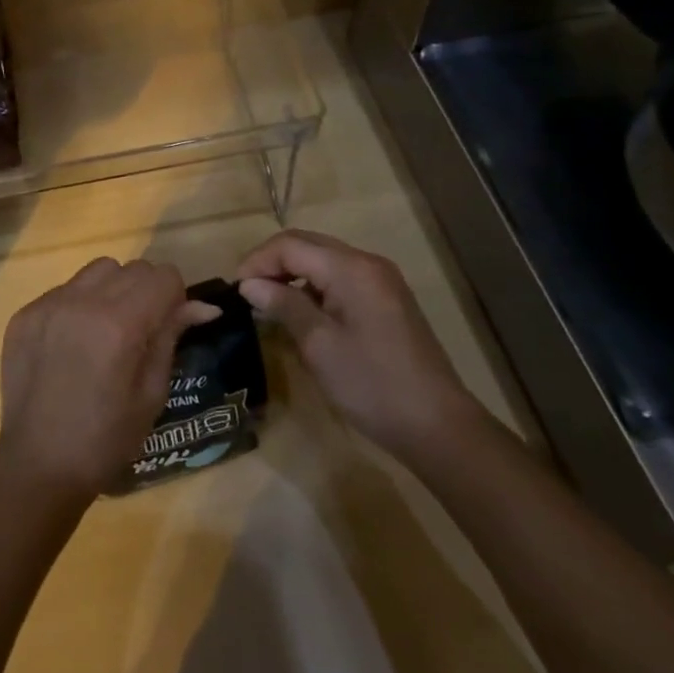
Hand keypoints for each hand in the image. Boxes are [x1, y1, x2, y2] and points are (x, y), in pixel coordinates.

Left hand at [0, 257, 220, 504]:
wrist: (38, 464)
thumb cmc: (106, 439)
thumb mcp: (152, 393)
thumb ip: (171, 337)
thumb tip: (202, 306)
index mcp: (119, 323)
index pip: (163, 277)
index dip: (176, 297)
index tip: (171, 324)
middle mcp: (82, 301)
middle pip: (133, 268)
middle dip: (147, 292)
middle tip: (142, 331)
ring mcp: (49, 304)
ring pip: (97, 270)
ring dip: (113, 289)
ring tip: (107, 330)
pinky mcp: (25, 313)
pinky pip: (65, 289)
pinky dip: (79, 304)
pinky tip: (74, 342)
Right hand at [237, 230, 487, 464]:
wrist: (438, 427)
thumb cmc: (372, 384)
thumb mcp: (318, 345)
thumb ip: (283, 305)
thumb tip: (250, 285)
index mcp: (351, 268)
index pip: (290, 245)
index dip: (257, 261)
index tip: (235, 290)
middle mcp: (367, 263)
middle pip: (307, 245)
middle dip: (272, 263)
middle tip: (247, 292)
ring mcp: (381, 281)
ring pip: (324, 260)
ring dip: (292, 274)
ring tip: (268, 302)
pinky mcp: (386, 301)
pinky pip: (340, 279)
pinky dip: (314, 287)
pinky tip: (301, 313)